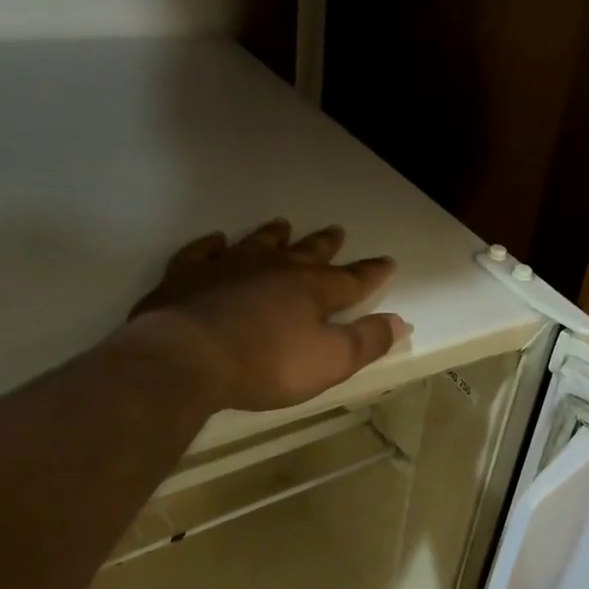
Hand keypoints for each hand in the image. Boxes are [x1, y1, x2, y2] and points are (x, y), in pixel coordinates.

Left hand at [122, 220, 407, 412]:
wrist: (188, 357)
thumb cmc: (267, 364)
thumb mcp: (330, 361)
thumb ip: (367, 341)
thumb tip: (400, 322)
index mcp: (312, 290)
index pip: (351, 279)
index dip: (372, 273)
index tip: (387, 262)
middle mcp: (274, 269)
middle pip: (306, 253)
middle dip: (325, 245)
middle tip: (337, 231)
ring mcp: (228, 267)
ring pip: (258, 244)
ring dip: (273, 236)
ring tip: (283, 225)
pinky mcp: (188, 275)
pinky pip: (203, 252)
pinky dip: (212, 245)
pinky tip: (216, 240)